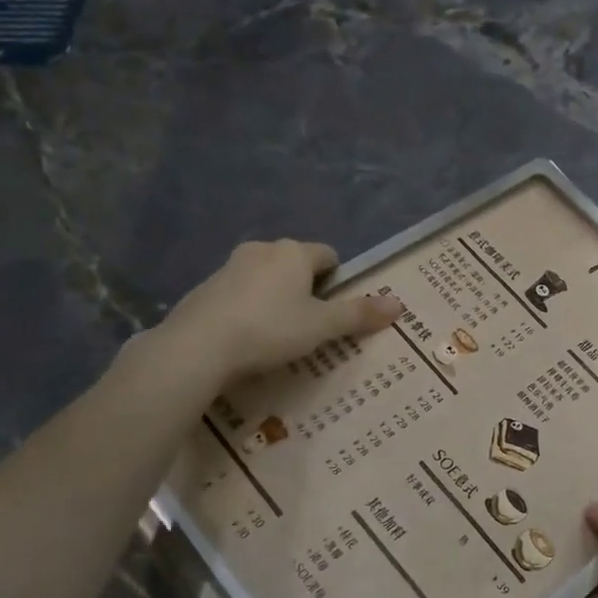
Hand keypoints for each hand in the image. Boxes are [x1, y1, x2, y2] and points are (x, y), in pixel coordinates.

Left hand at [157, 240, 401, 383]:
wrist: (198, 346)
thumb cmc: (270, 329)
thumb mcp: (322, 326)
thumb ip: (359, 314)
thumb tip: (399, 304)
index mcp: (293, 253)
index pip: (328, 255)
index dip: (338, 280)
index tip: (336, 309)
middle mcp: (262, 250)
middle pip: (295, 264)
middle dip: (306, 288)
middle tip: (312, 324)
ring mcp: (229, 267)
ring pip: (266, 278)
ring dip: (276, 298)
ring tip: (280, 335)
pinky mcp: (205, 289)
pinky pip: (240, 294)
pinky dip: (249, 310)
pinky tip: (249, 339)